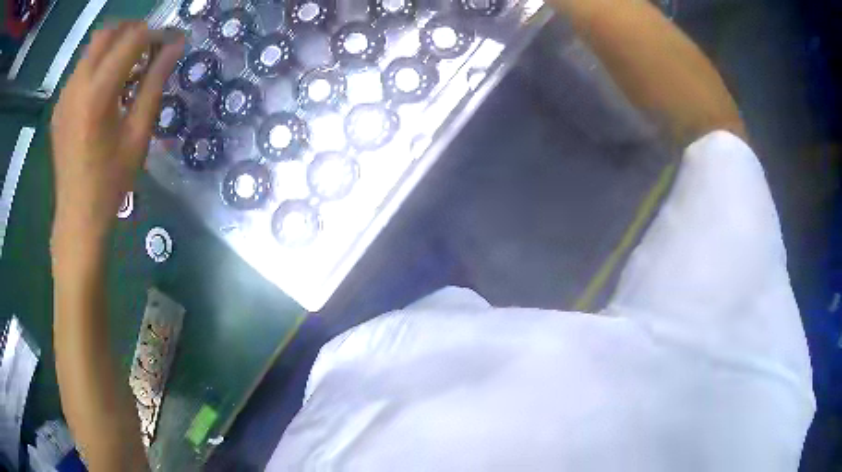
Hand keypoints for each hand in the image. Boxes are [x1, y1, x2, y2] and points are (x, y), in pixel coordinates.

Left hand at [50, 22, 183, 248]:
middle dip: (133, 30)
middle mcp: (77, 85)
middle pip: (108, 32)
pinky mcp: (59, 105)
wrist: (77, 216)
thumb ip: (155, 83)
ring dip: (115, 46)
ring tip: (129, 68)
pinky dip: (99, 64)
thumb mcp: (139, 133)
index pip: (132, 39)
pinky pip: (82, 68)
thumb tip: (176, 46)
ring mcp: (64, 95)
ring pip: (93, 47)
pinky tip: (106, 88)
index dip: (156, 34)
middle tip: (149, 47)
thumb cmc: (111, 181)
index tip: (170, 43)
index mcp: (97, 94)